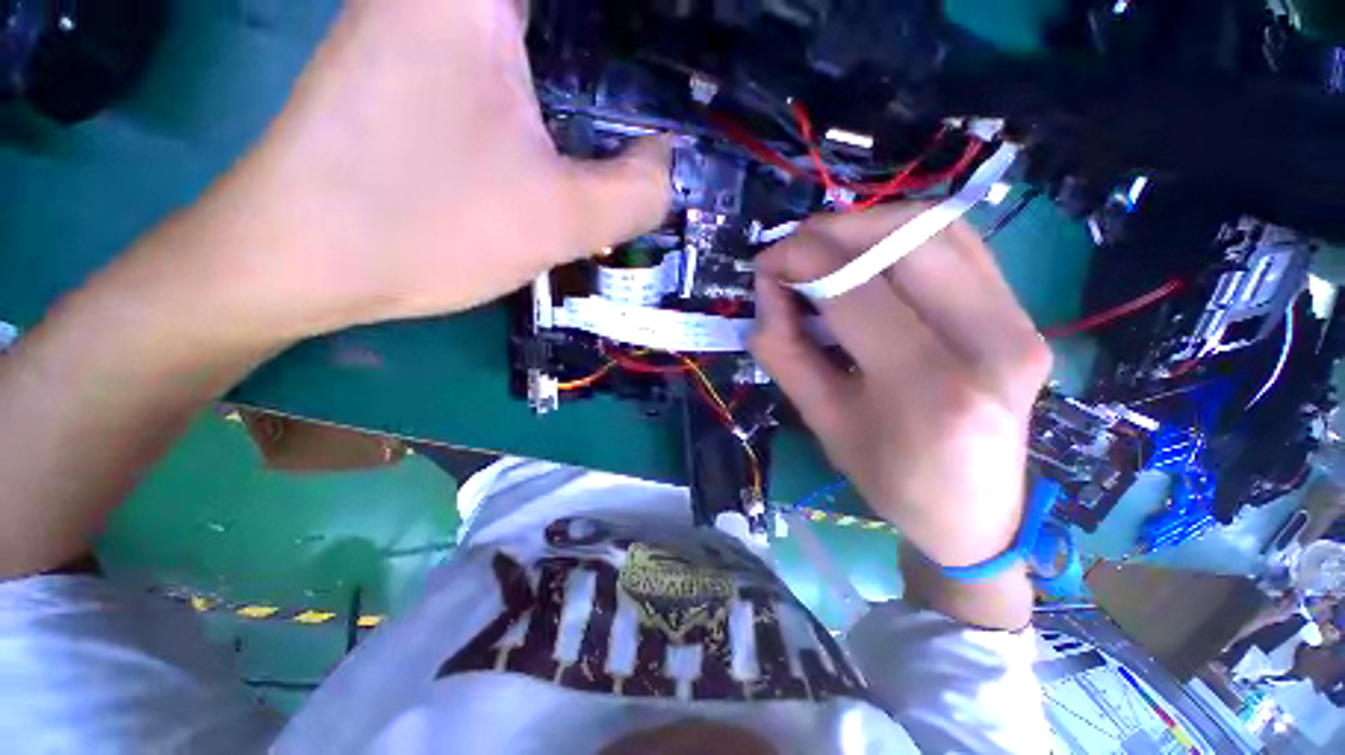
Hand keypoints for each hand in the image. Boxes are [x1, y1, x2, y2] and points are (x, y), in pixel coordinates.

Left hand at [152, 0, 668, 343]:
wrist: (297, 257)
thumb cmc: (424, 226)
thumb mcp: (559, 220)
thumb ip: (637, 192)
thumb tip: (665, 162)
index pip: (585, 10)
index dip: (642, 27)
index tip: (674, 48)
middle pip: (561, 21)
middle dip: (612, 50)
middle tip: (655, 92)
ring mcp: (423, 18)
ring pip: (530, 32)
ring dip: (580, 61)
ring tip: (620, 117)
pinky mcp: (413, 60)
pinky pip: (500, 49)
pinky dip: (544, 78)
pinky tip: (564, 120)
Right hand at [751, 206, 1050, 567]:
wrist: (975, 511)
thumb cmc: (888, 478)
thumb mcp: (819, 420)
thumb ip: (782, 349)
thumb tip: (769, 287)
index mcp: (925, 387)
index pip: (854, 288)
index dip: (800, 260)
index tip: (765, 265)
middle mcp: (987, 343)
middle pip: (904, 239)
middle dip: (831, 231)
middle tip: (791, 252)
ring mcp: (1020, 323)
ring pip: (937, 229)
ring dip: (867, 225)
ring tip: (825, 251)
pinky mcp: (1026, 315)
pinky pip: (960, 246)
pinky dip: (905, 236)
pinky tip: (873, 257)